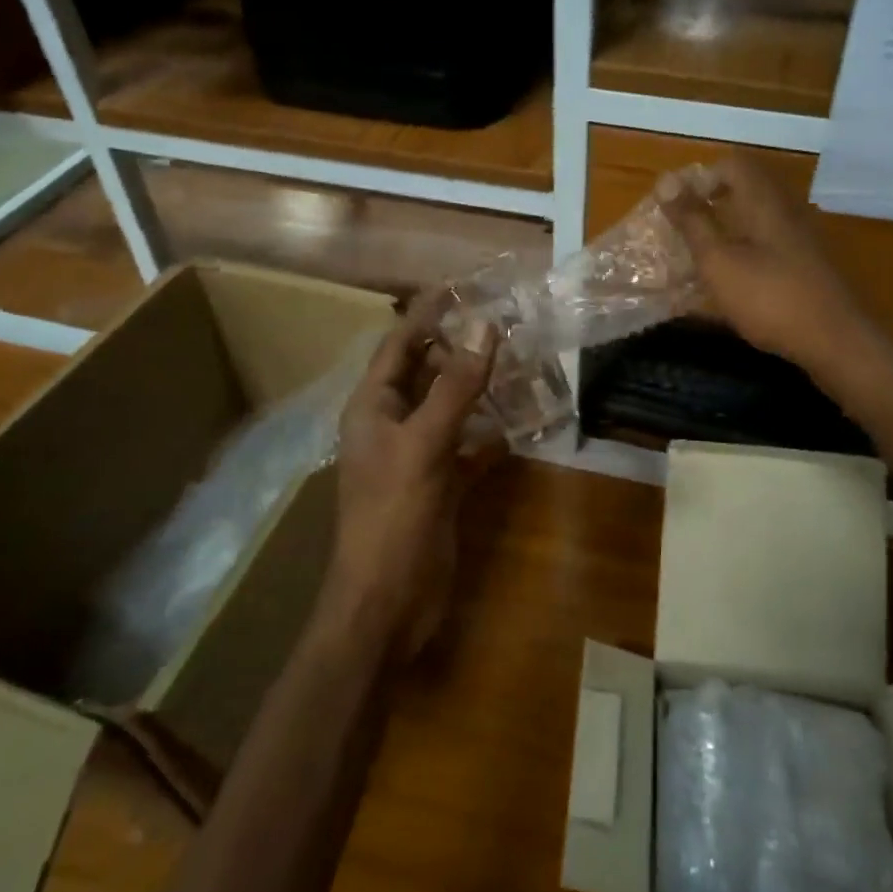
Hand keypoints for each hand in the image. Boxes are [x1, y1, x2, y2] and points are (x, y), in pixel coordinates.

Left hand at [328, 292, 497, 661]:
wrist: (387, 604)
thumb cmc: (394, 517)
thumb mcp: (425, 444)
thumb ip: (455, 386)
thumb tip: (484, 326)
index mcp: (373, 407)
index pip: (399, 345)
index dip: (427, 315)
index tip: (462, 287)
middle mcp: (391, 425)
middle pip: (426, 374)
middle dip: (460, 349)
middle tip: (505, 323)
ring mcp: (415, 457)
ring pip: (450, 410)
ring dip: (479, 391)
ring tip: (520, 364)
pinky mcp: (439, 486)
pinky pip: (467, 449)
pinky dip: (489, 437)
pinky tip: (519, 427)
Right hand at [660, 155, 866, 373]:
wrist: (834, 341)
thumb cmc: (769, 298)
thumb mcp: (719, 261)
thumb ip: (692, 221)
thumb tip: (665, 180)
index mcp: (765, 201)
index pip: (732, 164)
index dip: (700, 178)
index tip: (676, 208)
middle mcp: (786, 210)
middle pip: (744, 190)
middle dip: (709, 206)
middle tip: (681, 234)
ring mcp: (800, 238)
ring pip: (755, 219)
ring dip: (724, 231)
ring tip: (698, 260)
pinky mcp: (806, 264)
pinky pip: (767, 245)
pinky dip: (743, 253)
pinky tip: (729, 283)